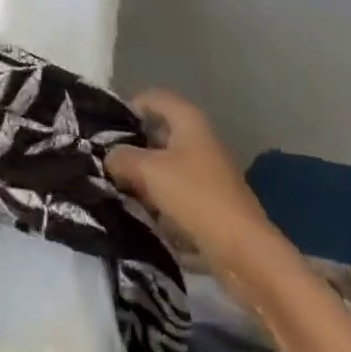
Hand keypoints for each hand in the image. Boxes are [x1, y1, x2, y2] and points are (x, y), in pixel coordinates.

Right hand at [106, 90, 281, 276]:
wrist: (245, 253)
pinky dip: (159, 197)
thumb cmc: (195, 197)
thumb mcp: (148, 171)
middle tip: (107, 161)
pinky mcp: (210, 202)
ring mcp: (208, 172)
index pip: (153, 98)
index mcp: (189, 120)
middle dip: (133, 146)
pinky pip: (176, 190)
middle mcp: (199, 139)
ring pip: (166, 164)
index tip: (105, 129)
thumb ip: (121, 157)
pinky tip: (142, 212)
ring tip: (119, 188)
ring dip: (144, 175)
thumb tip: (109, 157)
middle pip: (158, 132)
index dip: (129, 108)